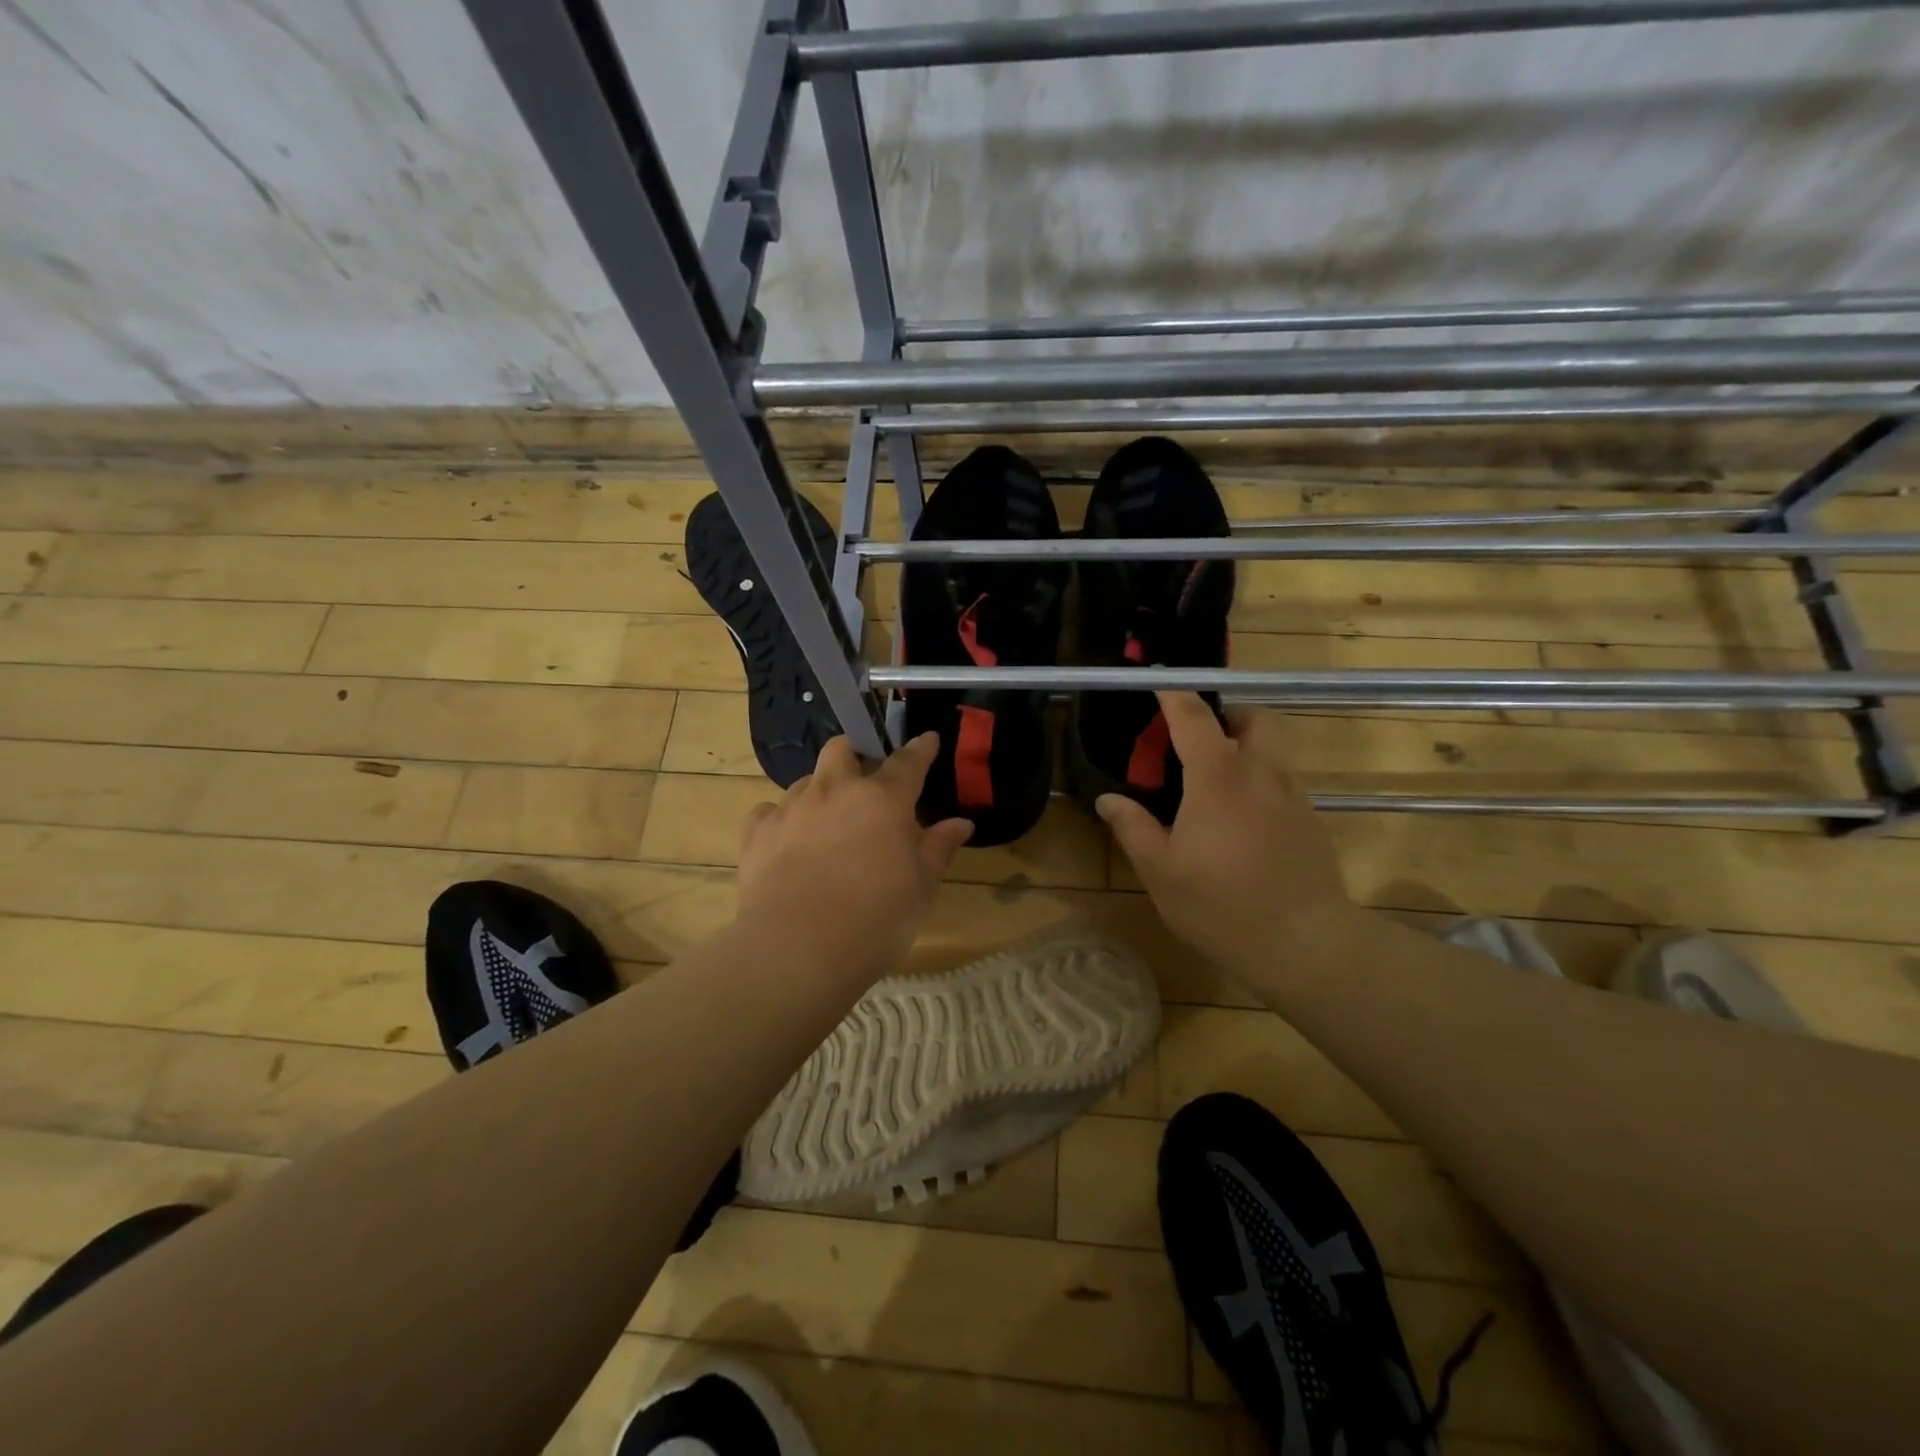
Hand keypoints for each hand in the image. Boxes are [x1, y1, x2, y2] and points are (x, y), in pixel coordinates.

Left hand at [735, 732, 972, 988]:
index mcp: (882, 799)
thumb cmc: (875, 919)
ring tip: (828, 821)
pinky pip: (769, 811)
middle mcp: (835, 791)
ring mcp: (791, 808)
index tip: (927, 740)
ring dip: (821, 791)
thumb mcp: (921, 887)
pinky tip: (787, 840)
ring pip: (806, 780)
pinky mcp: (756, 833)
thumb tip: (961, 823)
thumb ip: (938, 848)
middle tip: (866, 779)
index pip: (907, 761)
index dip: (920, 749)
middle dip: (856, 754)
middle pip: (842, 749)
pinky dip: (781, 819)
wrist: (796, 950)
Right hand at [1096, 692, 1355, 975]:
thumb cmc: (1221, 905)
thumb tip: (1107, 800)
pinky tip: (1242, 819)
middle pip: (1256, 718)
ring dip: (1247, 746)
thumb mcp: (1161, 871)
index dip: (1174, 695)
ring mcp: (1293, 796)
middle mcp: (1260, 774)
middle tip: (1200, 738)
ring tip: (1216, 780)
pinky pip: (1284, 781)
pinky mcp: (1311, 821)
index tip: (1158, 683)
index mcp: (1218, 778)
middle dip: (1229, 714)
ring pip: (1275, 750)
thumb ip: (1133, 828)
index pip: (1194, 717)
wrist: (1306, 944)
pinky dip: (1260, 780)